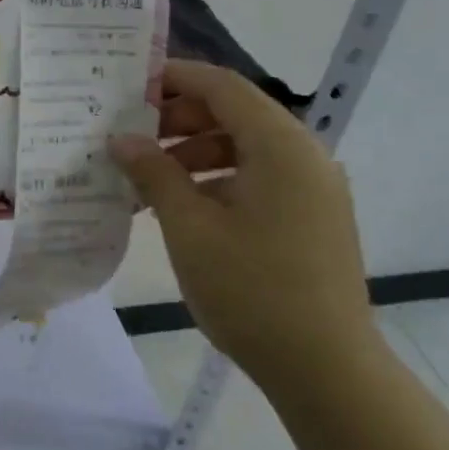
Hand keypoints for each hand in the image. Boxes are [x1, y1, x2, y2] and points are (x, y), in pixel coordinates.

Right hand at [110, 59, 377, 402]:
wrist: (327, 370)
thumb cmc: (252, 289)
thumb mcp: (189, 227)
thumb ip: (153, 173)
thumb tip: (121, 138)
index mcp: (280, 146)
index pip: (222, 87)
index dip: (174, 78)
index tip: (129, 86)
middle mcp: (304, 156)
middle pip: (235, 114)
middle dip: (179, 120)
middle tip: (132, 138)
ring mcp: (314, 189)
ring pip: (245, 148)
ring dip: (195, 153)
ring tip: (149, 179)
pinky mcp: (312, 218)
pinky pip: (259, 178)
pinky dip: (219, 180)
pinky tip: (183, 208)